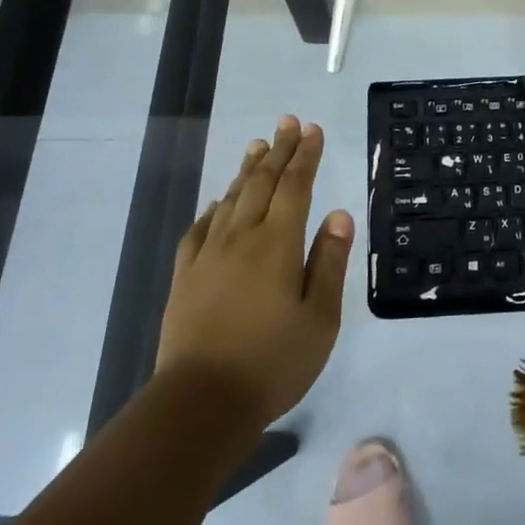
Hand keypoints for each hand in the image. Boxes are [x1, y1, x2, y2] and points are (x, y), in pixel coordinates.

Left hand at [156, 117, 353, 430]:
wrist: (200, 403)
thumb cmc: (272, 362)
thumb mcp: (319, 318)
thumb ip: (329, 262)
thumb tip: (338, 215)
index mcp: (277, 243)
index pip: (295, 186)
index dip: (305, 155)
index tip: (312, 129)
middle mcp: (242, 237)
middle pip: (262, 182)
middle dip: (279, 150)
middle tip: (287, 122)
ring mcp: (209, 255)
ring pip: (231, 199)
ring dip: (247, 169)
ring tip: (258, 146)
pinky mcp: (186, 276)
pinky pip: (200, 229)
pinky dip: (213, 208)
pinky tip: (217, 204)